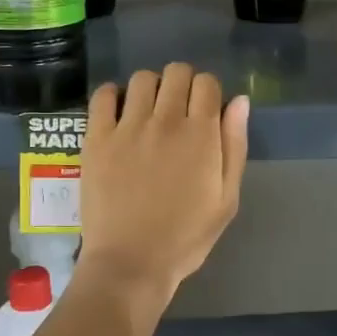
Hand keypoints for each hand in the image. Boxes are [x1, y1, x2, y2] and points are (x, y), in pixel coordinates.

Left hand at [77, 64, 249, 309]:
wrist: (131, 263)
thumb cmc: (186, 237)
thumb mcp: (226, 199)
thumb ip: (234, 146)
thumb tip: (239, 101)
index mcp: (201, 135)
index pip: (207, 83)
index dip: (209, 92)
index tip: (205, 111)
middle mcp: (165, 121)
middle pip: (177, 72)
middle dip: (183, 83)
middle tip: (179, 110)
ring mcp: (128, 127)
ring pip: (142, 78)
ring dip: (151, 87)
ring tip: (149, 112)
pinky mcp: (97, 138)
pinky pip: (103, 96)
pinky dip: (114, 95)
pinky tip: (120, 114)